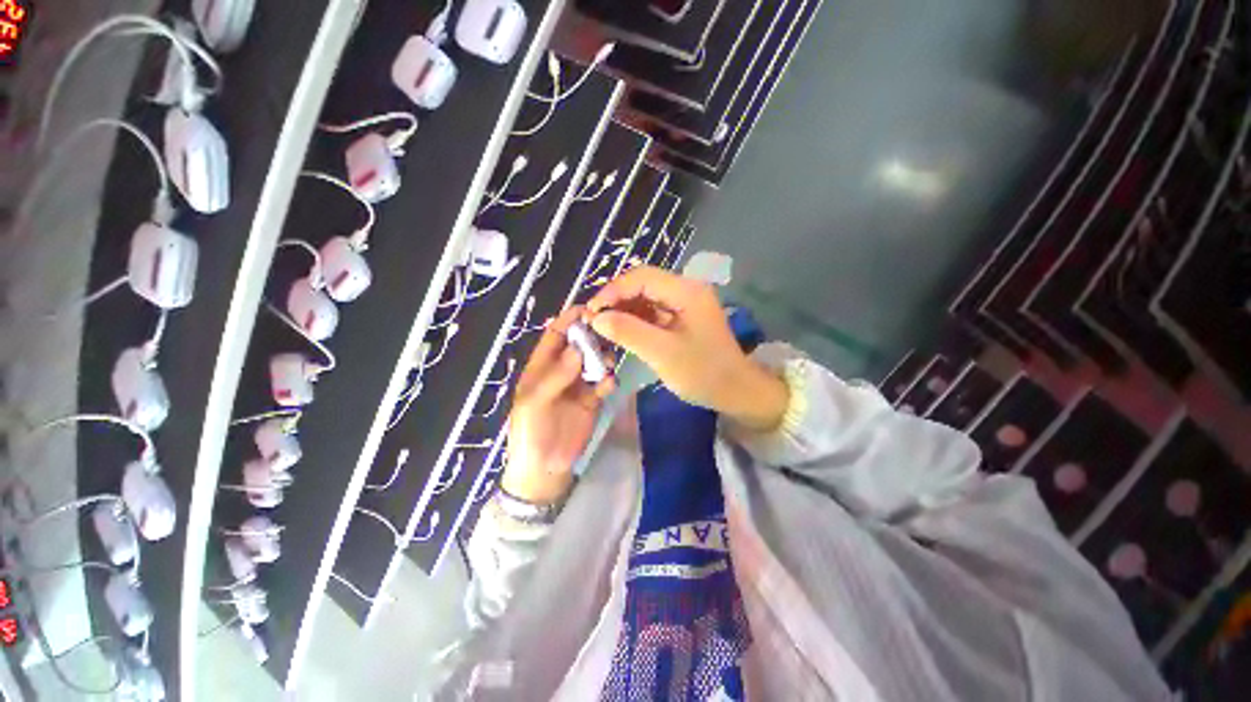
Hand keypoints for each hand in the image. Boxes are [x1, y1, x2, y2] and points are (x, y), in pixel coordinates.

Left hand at [504, 306, 616, 504]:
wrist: (545, 467)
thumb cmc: (531, 432)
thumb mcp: (535, 402)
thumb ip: (555, 375)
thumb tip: (577, 348)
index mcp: (541, 366)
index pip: (555, 335)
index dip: (569, 321)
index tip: (588, 310)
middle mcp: (562, 370)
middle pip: (579, 345)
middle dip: (592, 337)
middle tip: (608, 333)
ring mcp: (579, 384)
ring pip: (594, 361)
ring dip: (603, 357)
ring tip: (607, 362)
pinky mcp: (593, 399)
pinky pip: (603, 382)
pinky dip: (608, 380)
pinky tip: (608, 385)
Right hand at [586, 266, 787, 431]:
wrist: (736, 392)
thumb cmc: (703, 373)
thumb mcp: (663, 353)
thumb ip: (628, 332)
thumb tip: (597, 318)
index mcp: (687, 291)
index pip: (642, 277)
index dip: (613, 290)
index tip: (591, 311)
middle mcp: (686, 290)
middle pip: (643, 284)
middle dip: (616, 300)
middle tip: (594, 320)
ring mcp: (684, 304)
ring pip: (645, 299)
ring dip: (623, 311)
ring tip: (603, 327)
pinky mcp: (681, 319)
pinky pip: (652, 313)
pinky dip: (634, 321)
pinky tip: (620, 332)